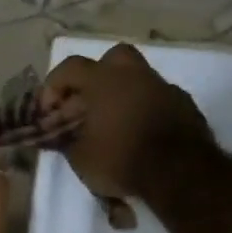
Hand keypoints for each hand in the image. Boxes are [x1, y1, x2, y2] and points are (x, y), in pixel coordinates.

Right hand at [41, 43, 213, 201]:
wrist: (180, 174)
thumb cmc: (121, 161)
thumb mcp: (80, 158)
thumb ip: (66, 140)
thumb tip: (61, 136)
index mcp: (104, 80)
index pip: (70, 68)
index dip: (53, 88)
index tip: (47, 112)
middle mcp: (135, 75)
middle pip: (111, 58)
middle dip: (94, 77)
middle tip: (85, 104)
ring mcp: (163, 87)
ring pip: (137, 78)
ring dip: (120, 94)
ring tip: (110, 122)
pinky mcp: (184, 104)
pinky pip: (156, 97)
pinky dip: (142, 108)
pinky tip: (137, 132)